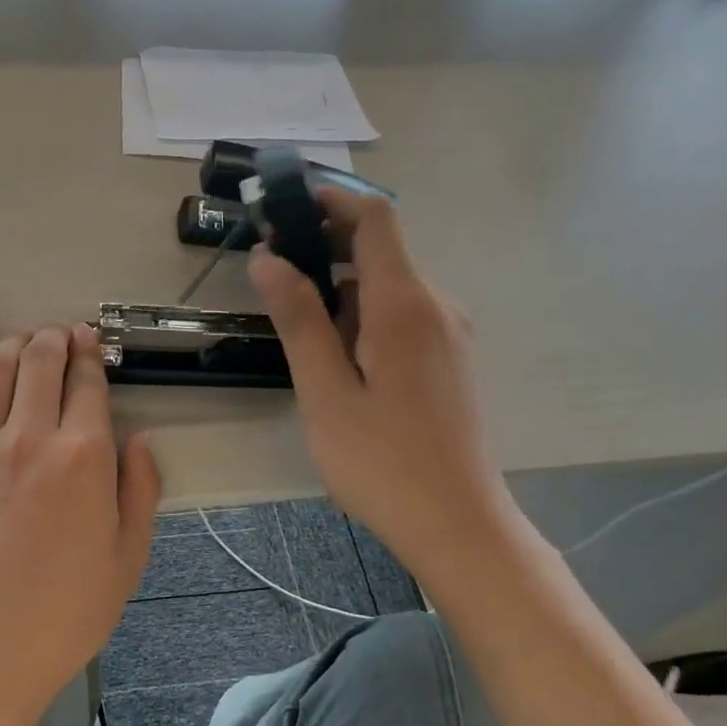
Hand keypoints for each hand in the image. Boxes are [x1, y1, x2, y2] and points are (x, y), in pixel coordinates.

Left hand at [0, 325, 161, 725]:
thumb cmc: (64, 615)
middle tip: (60, 334)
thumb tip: (140, 439)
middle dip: (54, 338)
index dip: (91, 354)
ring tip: (23, 339)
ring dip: (13, 345)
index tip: (91, 341)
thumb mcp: (127, 560)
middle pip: (40, 362)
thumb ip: (140, 490)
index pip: (87, 383)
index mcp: (84, 457)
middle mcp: (30, 437)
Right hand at [248, 189, 515, 573]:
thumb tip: (268, 258)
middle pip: (380, 251)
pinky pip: (403, 318)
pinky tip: (337, 361)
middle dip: (325, 250)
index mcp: (405, 306)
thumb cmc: (382, 462)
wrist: (458, 525)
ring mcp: (449, 335)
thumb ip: (298, 320)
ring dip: (341, 291)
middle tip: (272, 278)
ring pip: (388, 289)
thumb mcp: (325, 392)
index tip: (283, 208)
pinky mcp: (450, 362)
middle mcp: (437, 306)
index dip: (330, 200)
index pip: (374, 219)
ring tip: (297, 329)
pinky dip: (363, 318)